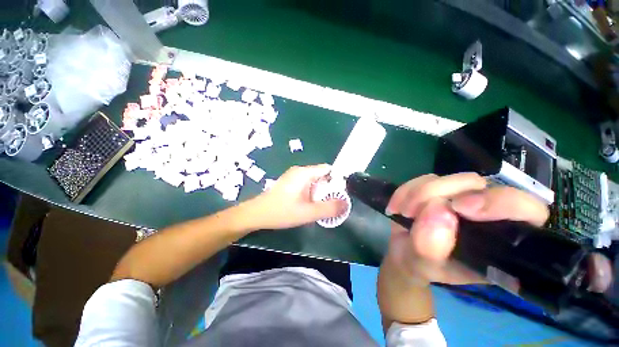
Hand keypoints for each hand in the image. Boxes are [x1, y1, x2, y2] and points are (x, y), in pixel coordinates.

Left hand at [248, 164, 347, 229]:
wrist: (257, 214)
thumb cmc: (281, 212)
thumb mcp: (307, 212)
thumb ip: (329, 208)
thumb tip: (345, 204)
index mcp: (304, 173)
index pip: (328, 169)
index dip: (337, 179)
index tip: (341, 193)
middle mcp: (299, 171)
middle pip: (322, 175)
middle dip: (329, 188)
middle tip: (332, 202)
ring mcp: (293, 176)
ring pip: (314, 180)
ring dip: (320, 191)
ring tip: (322, 205)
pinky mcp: (290, 182)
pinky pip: (307, 184)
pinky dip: (312, 192)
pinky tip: (310, 204)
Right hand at [384, 172, 548, 284]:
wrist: (403, 254)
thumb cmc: (420, 266)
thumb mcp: (424, 266)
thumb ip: (430, 248)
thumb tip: (436, 210)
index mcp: (498, 240)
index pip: (527, 211)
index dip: (500, 203)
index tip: (459, 208)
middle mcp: (483, 213)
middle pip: (477, 184)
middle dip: (439, 194)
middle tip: (413, 211)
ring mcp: (458, 197)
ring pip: (446, 178)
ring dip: (417, 194)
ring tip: (404, 213)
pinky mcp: (437, 189)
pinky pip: (422, 179)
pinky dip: (406, 191)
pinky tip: (398, 207)